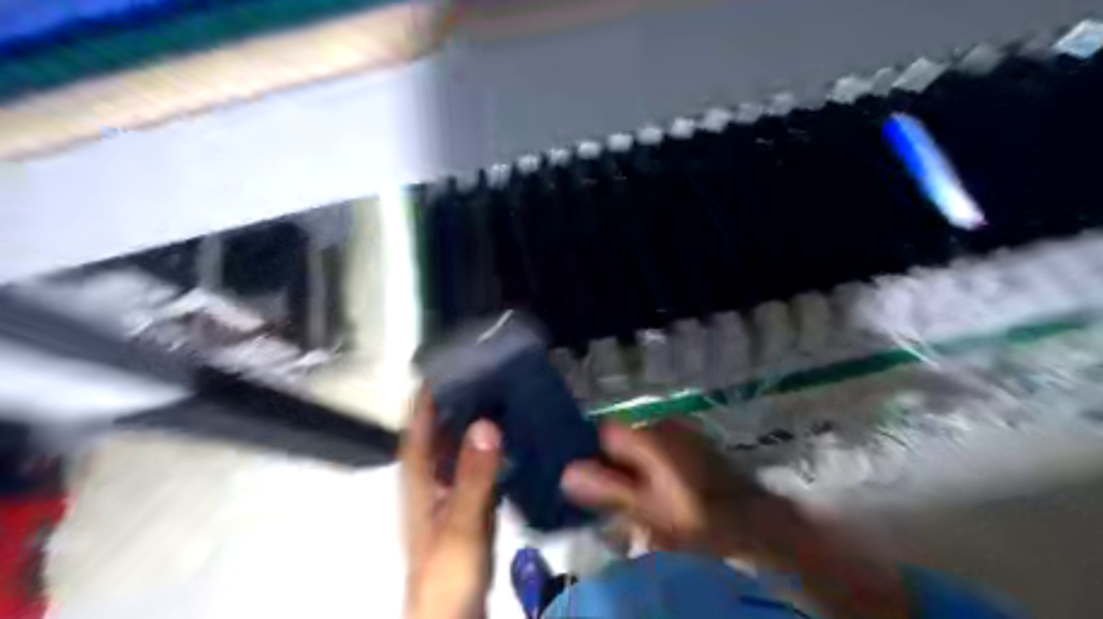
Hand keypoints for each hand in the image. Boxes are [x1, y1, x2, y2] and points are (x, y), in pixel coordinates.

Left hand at [403, 390, 502, 618]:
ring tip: (506, 390)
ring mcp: (451, 489)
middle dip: (462, 396)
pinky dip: (492, 444)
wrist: (452, 615)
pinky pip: (479, 461)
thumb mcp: (460, 524)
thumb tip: (486, 423)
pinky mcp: (469, 502)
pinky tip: (515, 433)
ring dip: (477, 417)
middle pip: (442, 426)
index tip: (457, 358)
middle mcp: (431, 475)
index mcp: (419, 475)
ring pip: (461, 442)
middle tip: (494, 368)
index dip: (433, 389)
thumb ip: (473, 476)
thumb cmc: (446, 573)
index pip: (421, 420)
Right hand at [562, 419, 758, 552]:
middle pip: (622, 440)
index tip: (594, 485)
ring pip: (641, 446)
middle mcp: (661, 424)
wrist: (752, 518)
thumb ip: (607, 489)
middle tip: (620, 501)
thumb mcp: (647, 509)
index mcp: (647, 436)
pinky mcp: (693, 442)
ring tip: (644, 502)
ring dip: (636, 471)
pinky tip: (666, 493)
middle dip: (615, 467)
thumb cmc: (696, 515)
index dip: (593, 456)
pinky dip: (656, 469)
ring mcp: (680, 431)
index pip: (603, 432)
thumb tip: (565, 473)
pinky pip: (661, 450)